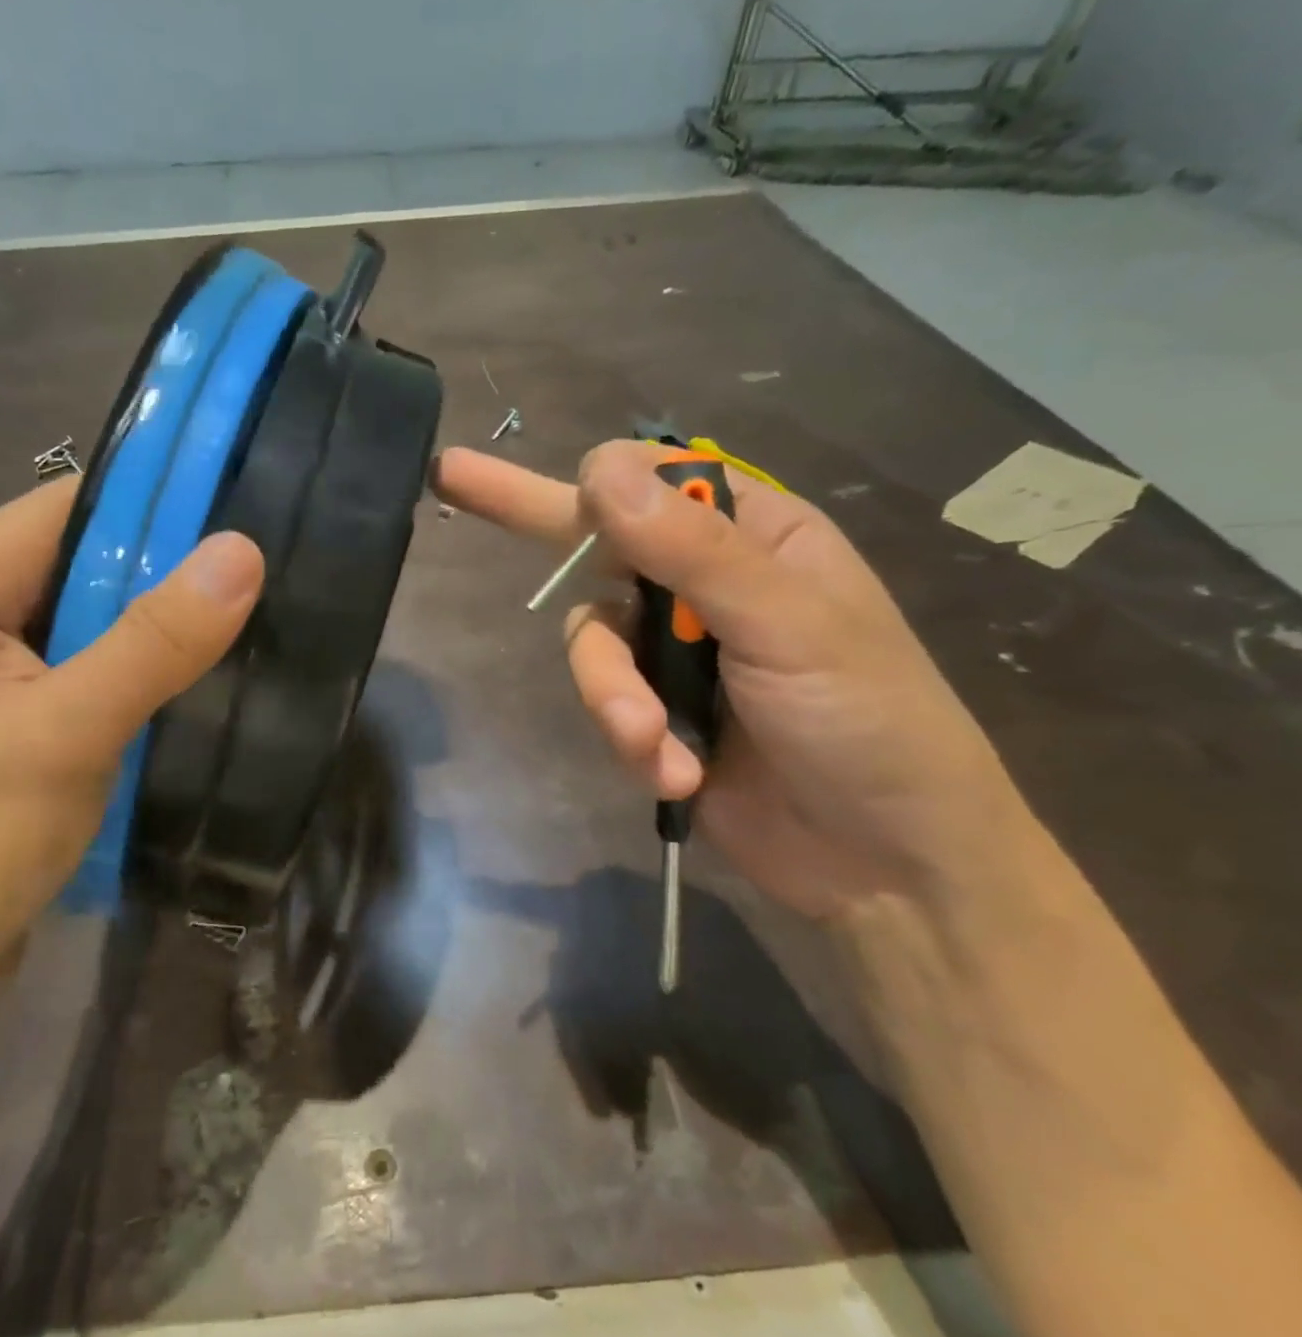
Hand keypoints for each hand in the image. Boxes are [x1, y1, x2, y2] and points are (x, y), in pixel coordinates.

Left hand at [0, 480, 263, 1038]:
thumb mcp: (63, 736)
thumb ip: (154, 640)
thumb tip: (243, 550)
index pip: (77, 502)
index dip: (166, 509)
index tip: (256, 528)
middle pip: (87, 555)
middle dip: (170, 578)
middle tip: (266, 598)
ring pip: (92, 614)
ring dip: (159, 632)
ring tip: (245, 641)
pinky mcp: (3, 712)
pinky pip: (83, 663)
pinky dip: (137, 673)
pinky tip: (191, 691)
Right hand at [436, 441, 1038, 923]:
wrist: (885, 867)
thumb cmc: (868, 723)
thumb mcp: (789, 625)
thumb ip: (691, 550)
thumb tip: (599, 470)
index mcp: (752, 537)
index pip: (656, 481)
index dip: (604, 485)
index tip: (577, 500)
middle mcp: (700, 582)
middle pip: (593, 544)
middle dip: (525, 519)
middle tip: (451, 473)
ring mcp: (671, 650)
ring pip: (589, 641)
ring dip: (612, 696)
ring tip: (653, 743)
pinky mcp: (651, 713)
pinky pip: (604, 704)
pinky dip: (632, 740)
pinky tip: (675, 774)